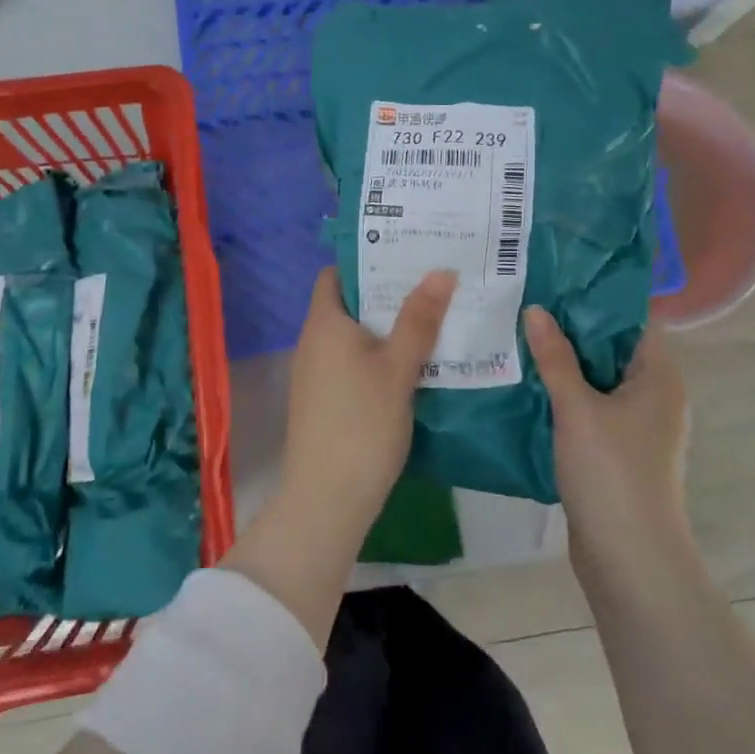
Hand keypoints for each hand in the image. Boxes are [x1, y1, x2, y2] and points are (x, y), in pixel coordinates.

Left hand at [283, 267, 456, 539]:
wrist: (327, 498)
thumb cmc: (362, 423)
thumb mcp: (398, 367)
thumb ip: (419, 319)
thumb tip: (441, 271)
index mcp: (324, 323)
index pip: (336, 274)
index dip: (368, 261)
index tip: (406, 255)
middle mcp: (313, 341)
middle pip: (349, 303)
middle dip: (388, 294)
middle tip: (432, 284)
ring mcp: (316, 373)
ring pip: (354, 336)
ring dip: (387, 327)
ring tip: (431, 318)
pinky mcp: (323, 400)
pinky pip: (352, 362)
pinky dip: (378, 355)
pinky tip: (413, 364)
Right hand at [525, 308, 690, 581]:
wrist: (629, 558)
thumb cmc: (611, 472)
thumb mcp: (577, 408)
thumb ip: (555, 357)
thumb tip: (535, 309)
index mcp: (659, 377)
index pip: (632, 320)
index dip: (596, 298)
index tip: (556, 281)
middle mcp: (655, 396)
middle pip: (612, 349)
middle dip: (571, 330)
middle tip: (527, 305)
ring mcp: (638, 427)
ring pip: (598, 381)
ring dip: (564, 365)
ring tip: (520, 339)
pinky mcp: (619, 452)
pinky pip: (591, 409)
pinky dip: (566, 397)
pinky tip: (528, 387)